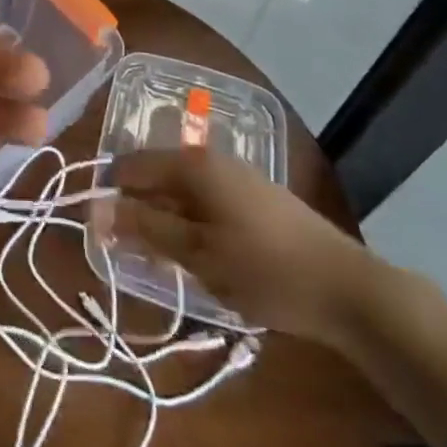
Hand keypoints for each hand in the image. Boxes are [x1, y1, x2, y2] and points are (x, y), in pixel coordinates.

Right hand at [105, 148, 381, 345]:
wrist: (347, 288)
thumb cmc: (264, 269)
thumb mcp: (197, 254)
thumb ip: (146, 227)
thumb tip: (98, 208)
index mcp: (192, 164)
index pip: (131, 166)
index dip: (110, 195)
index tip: (100, 233)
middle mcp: (210, 158)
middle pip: (156, 176)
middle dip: (138, 211)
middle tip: (132, 254)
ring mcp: (235, 175)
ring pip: (181, 192)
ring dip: (165, 221)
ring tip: (164, 261)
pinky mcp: (254, 197)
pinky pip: (205, 202)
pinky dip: (191, 224)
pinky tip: (198, 256)